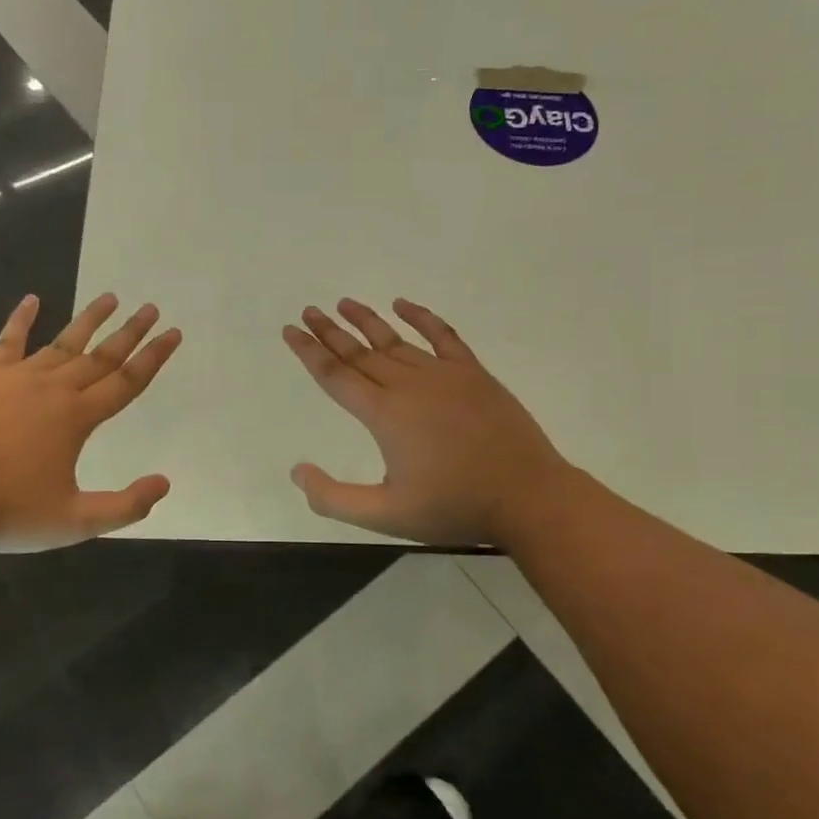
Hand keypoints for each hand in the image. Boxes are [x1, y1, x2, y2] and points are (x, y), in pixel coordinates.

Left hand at [0, 293, 180, 551]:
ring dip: (89, 320)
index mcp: (77, 418)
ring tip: (110, 298)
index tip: (173, 333)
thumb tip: (164, 482)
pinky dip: (21, 318)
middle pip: (100, 355)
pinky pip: (8, 341)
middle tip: (150, 308)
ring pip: (62, 343)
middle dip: (129, 332)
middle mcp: (53, 389)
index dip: (153, 357)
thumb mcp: (74, 522)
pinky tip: (32, 299)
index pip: (127, 381)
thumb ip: (124, 505)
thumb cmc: (5, 513)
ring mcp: (16, 378)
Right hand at [282, 298, 568, 545]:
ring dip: (367, 321)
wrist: (527, 497)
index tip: (291, 330)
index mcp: (384, 414)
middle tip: (308, 311)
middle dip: (330, 332)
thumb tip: (297, 471)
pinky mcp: (473, 373)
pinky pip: (443, 336)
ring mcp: (444, 374)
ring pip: (395, 341)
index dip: (309, 352)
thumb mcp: (386, 515)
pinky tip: (403, 304)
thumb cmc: (454, 507)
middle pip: (359, 352)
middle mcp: (408, 385)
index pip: (335, 375)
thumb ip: (334, 498)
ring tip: (344, 303)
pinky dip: (422, 317)